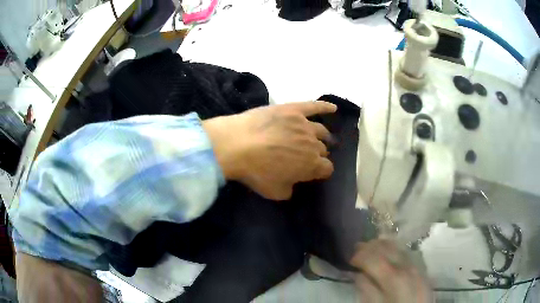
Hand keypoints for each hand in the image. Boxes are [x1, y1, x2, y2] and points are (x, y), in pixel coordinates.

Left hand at [203, 101, 336, 199]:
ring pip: (320, 130)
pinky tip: (332, 107)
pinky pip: (314, 106)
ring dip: (322, 136)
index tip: (314, 173)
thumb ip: (290, 189)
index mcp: (311, 165)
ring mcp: (304, 124)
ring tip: (320, 137)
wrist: (238, 144)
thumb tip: (293, 184)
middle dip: (318, 154)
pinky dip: (324, 106)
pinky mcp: (293, 109)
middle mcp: (313, 143)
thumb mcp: (274, 192)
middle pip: (322, 149)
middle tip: (307, 156)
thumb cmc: (256, 171)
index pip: (326, 168)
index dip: (321, 171)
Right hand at [350, 239, 432, 302]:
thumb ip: (367, 290)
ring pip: (398, 247)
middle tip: (357, 248)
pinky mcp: (421, 268)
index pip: (372, 257)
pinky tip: (390, 250)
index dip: (359, 255)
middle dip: (370, 246)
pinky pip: (407, 252)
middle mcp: (405, 266)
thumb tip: (359, 275)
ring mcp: (415, 265)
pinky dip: (395, 248)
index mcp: (392, 277)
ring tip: (371, 245)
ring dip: (383, 244)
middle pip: (386, 248)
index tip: (350, 258)